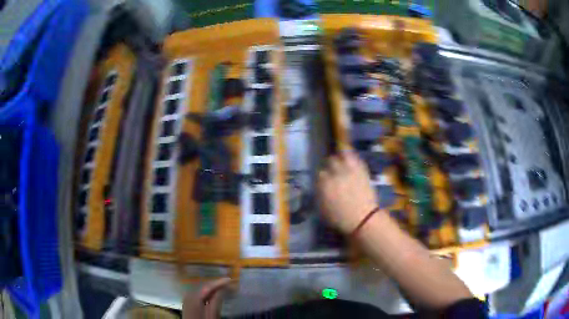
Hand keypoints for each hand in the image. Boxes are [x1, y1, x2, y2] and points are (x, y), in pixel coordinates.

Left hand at [183, 278, 231, 318]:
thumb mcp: (212, 315)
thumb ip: (216, 302)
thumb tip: (222, 289)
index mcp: (194, 298)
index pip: (208, 286)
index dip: (219, 282)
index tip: (230, 279)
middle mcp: (188, 296)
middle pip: (203, 286)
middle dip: (216, 284)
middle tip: (228, 283)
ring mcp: (187, 299)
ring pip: (200, 289)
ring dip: (211, 288)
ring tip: (222, 288)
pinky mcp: (187, 304)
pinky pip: (197, 294)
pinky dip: (206, 293)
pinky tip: (212, 295)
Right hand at [318, 151, 377, 233]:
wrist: (364, 219)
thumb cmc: (341, 219)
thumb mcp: (323, 211)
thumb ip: (320, 196)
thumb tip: (319, 188)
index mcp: (324, 185)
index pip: (319, 174)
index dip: (322, 176)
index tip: (324, 180)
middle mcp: (335, 175)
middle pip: (330, 162)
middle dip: (330, 166)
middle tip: (332, 170)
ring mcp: (349, 171)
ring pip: (340, 157)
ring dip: (339, 158)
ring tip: (340, 161)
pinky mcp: (361, 170)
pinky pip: (354, 158)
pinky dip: (350, 156)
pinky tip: (349, 158)